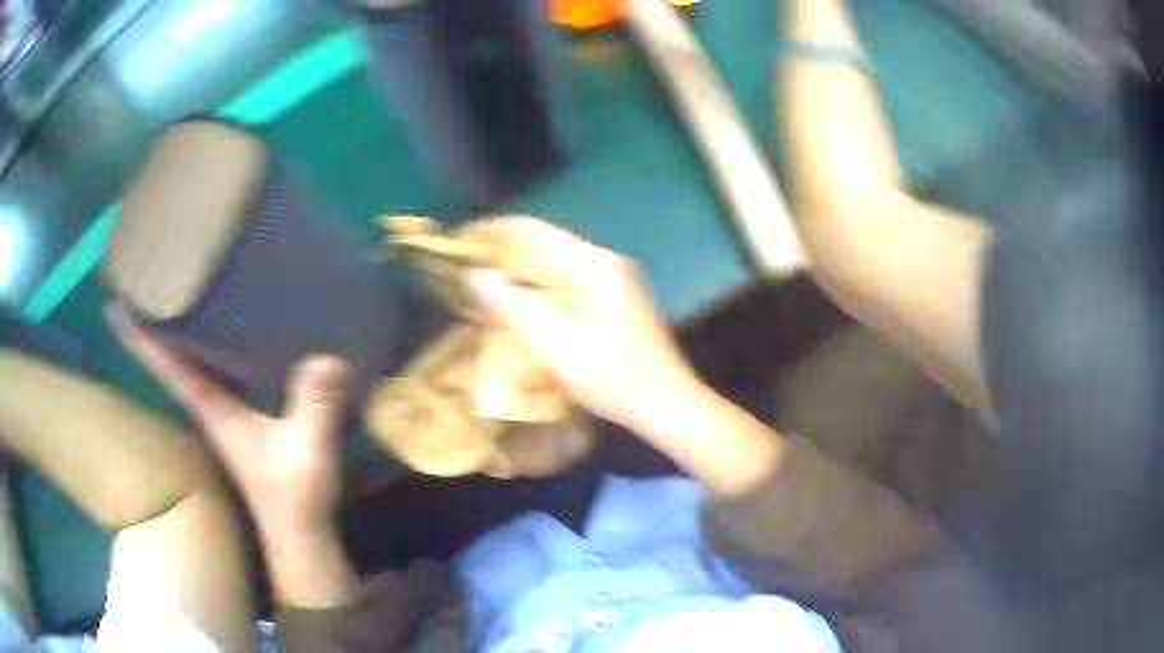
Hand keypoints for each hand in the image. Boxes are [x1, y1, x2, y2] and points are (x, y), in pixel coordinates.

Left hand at [106, 306, 348, 542]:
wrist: (299, 532)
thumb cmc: (295, 499)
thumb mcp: (307, 454)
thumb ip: (314, 409)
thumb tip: (329, 357)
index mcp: (213, 409)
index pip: (168, 366)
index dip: (141, 337)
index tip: (116, 305)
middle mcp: (210, 404)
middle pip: (172, 356)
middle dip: (154, 320)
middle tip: (146, 278)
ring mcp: (225, 411)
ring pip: (191, 361)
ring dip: (177, 330)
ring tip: (175, 290)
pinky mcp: (242, 414)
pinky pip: (216, 368)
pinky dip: (206, 345)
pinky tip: (220, 326)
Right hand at [466, 216, 700, 434]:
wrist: (670, 406)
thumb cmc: (617, 380)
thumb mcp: (559, 347)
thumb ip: (516, 307)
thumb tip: (476, 275)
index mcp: (593, 264)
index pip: (533, 231)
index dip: (492, 232)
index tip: (457, 244)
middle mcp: (604, 262)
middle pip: (543, 245)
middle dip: (501, 255)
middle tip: (462, 273)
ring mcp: (612, 281)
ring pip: (553, 265)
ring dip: (518, 274)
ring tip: (481, 289)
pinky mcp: (613, 301)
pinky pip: (565, 283)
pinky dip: (537, 290)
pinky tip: (518, 309)